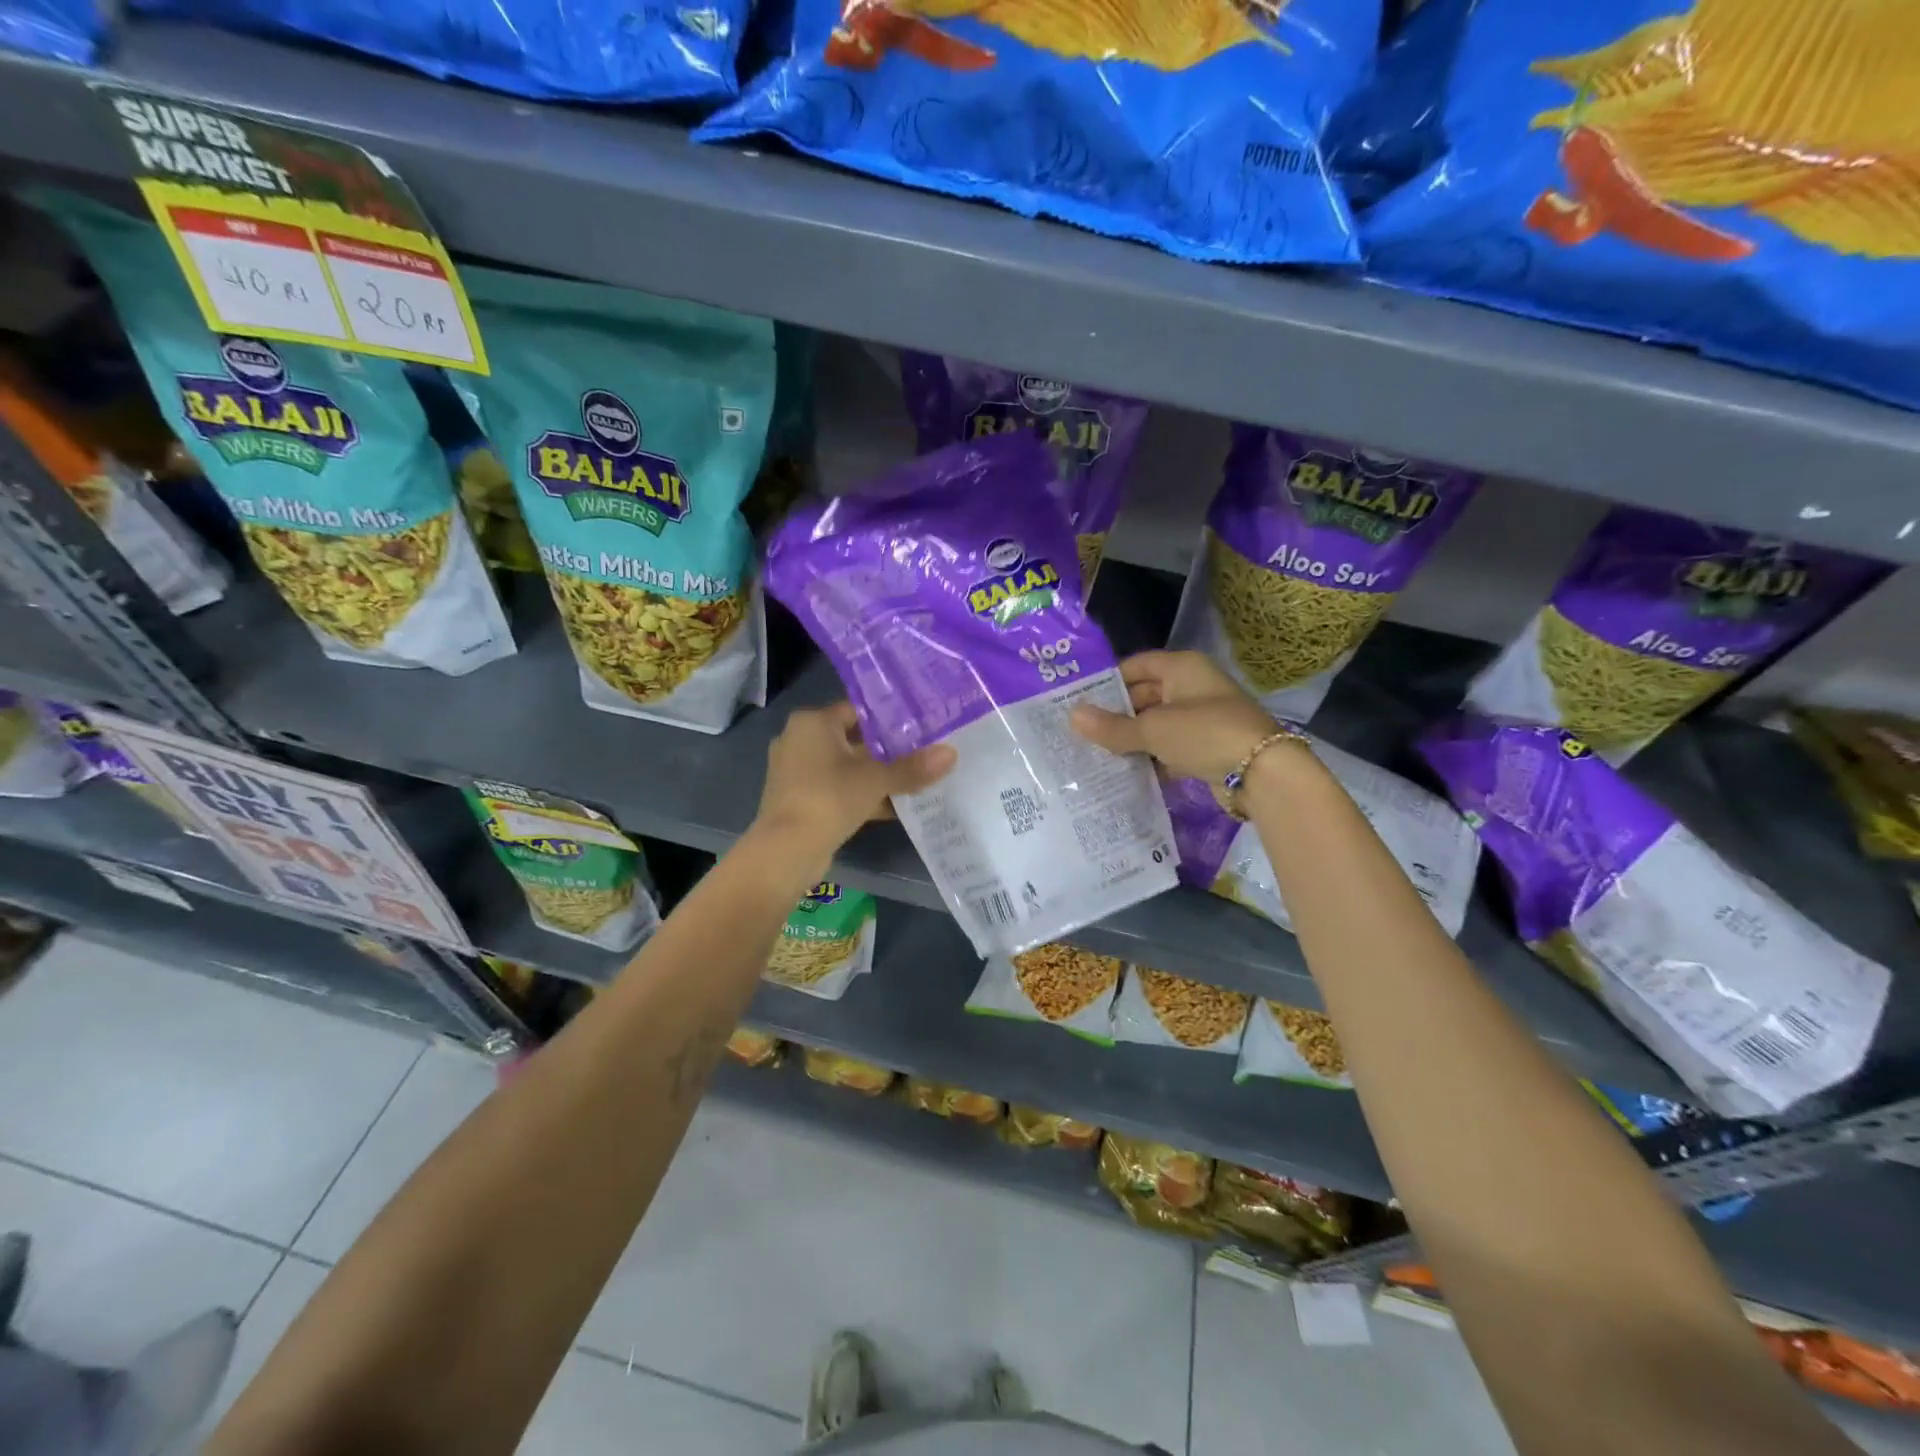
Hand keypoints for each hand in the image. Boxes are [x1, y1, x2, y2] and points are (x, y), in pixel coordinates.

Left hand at [752, 703, 956, 871]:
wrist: (786, 851)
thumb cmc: (829, 798)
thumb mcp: (876, 780)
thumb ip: (912, 767)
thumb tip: (951, 753)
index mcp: (812, 723)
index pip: (857, 710)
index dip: (889, 717)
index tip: (920, 724)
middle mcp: (800, 740)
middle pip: (853, 739)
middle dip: (886, 749)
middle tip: (924, 750)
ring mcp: (797, 772)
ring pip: (847, 767)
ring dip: (876, 775)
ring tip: (915, 778)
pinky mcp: (801, 800)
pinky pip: (839, 790)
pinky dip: (863, 795)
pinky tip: (896, 806)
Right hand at [1070, 650, 1277, 783]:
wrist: (1263, 772)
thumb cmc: (1205, 734)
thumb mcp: (1153, 729)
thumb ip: (1112, 726)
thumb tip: (1071, 716)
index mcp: (1182, 668)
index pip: (1136, 665)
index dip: (1108, 681)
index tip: (1080, 700)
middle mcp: (1193, 687)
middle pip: (1145, 696)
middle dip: (1117, 715)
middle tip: (1082, 733)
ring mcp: (1203, 718)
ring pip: (1157, 724)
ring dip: (1133, 739)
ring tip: (1096, 754)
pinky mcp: (1209, 746)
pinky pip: (1171, 747)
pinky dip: (1152, 758)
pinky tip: (1127, 773)